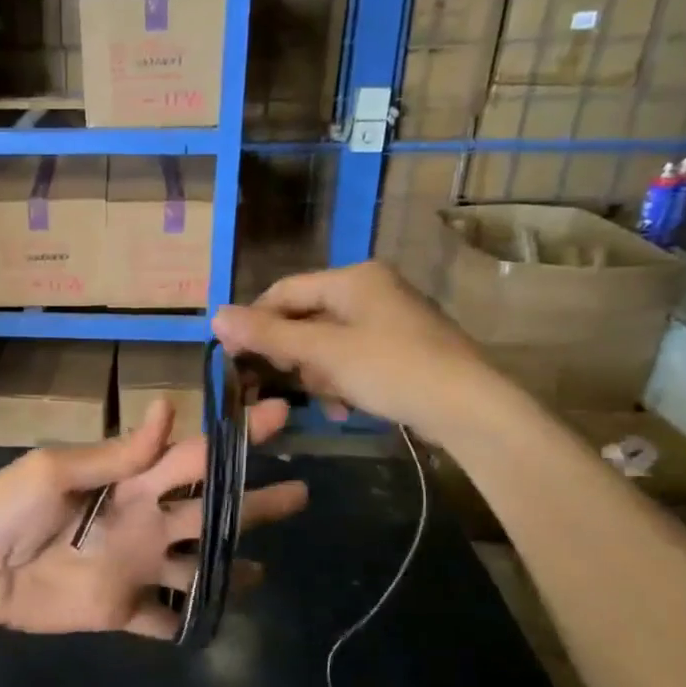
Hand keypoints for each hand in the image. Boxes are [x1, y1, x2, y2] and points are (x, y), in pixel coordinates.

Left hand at [0, 398, 306, 637]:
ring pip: (198, 565)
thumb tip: (167, 409)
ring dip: (232, 567)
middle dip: (253, 501)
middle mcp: (143, 520)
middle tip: (301, 494)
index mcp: (130, 482)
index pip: (194, 455)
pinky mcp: (121, 609)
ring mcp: (135, 567)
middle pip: (210, 510)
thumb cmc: (6, 509)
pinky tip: (220, 621)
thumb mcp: (56, 471)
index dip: (235, 438)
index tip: (277, 413)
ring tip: (267, 570)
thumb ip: (116, 454)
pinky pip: (165, 618)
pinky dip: (191, 621)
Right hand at [212, 260, 512, 441]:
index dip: (255, 321)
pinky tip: (345, 408)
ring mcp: (389, 321)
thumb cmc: (393, 368)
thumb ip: (269, 335)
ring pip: (328, 344)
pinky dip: (342, 381)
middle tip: (283, 383)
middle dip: (293, 354)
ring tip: (327, 401)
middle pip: (306, 318)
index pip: (285, 290)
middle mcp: (371, 290)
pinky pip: (353, 359)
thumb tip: (215, 316)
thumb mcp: (324, 352)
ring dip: (318, 374)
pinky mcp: (401, 350)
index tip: (234, 356)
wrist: (470, 408)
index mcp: (354, 278)